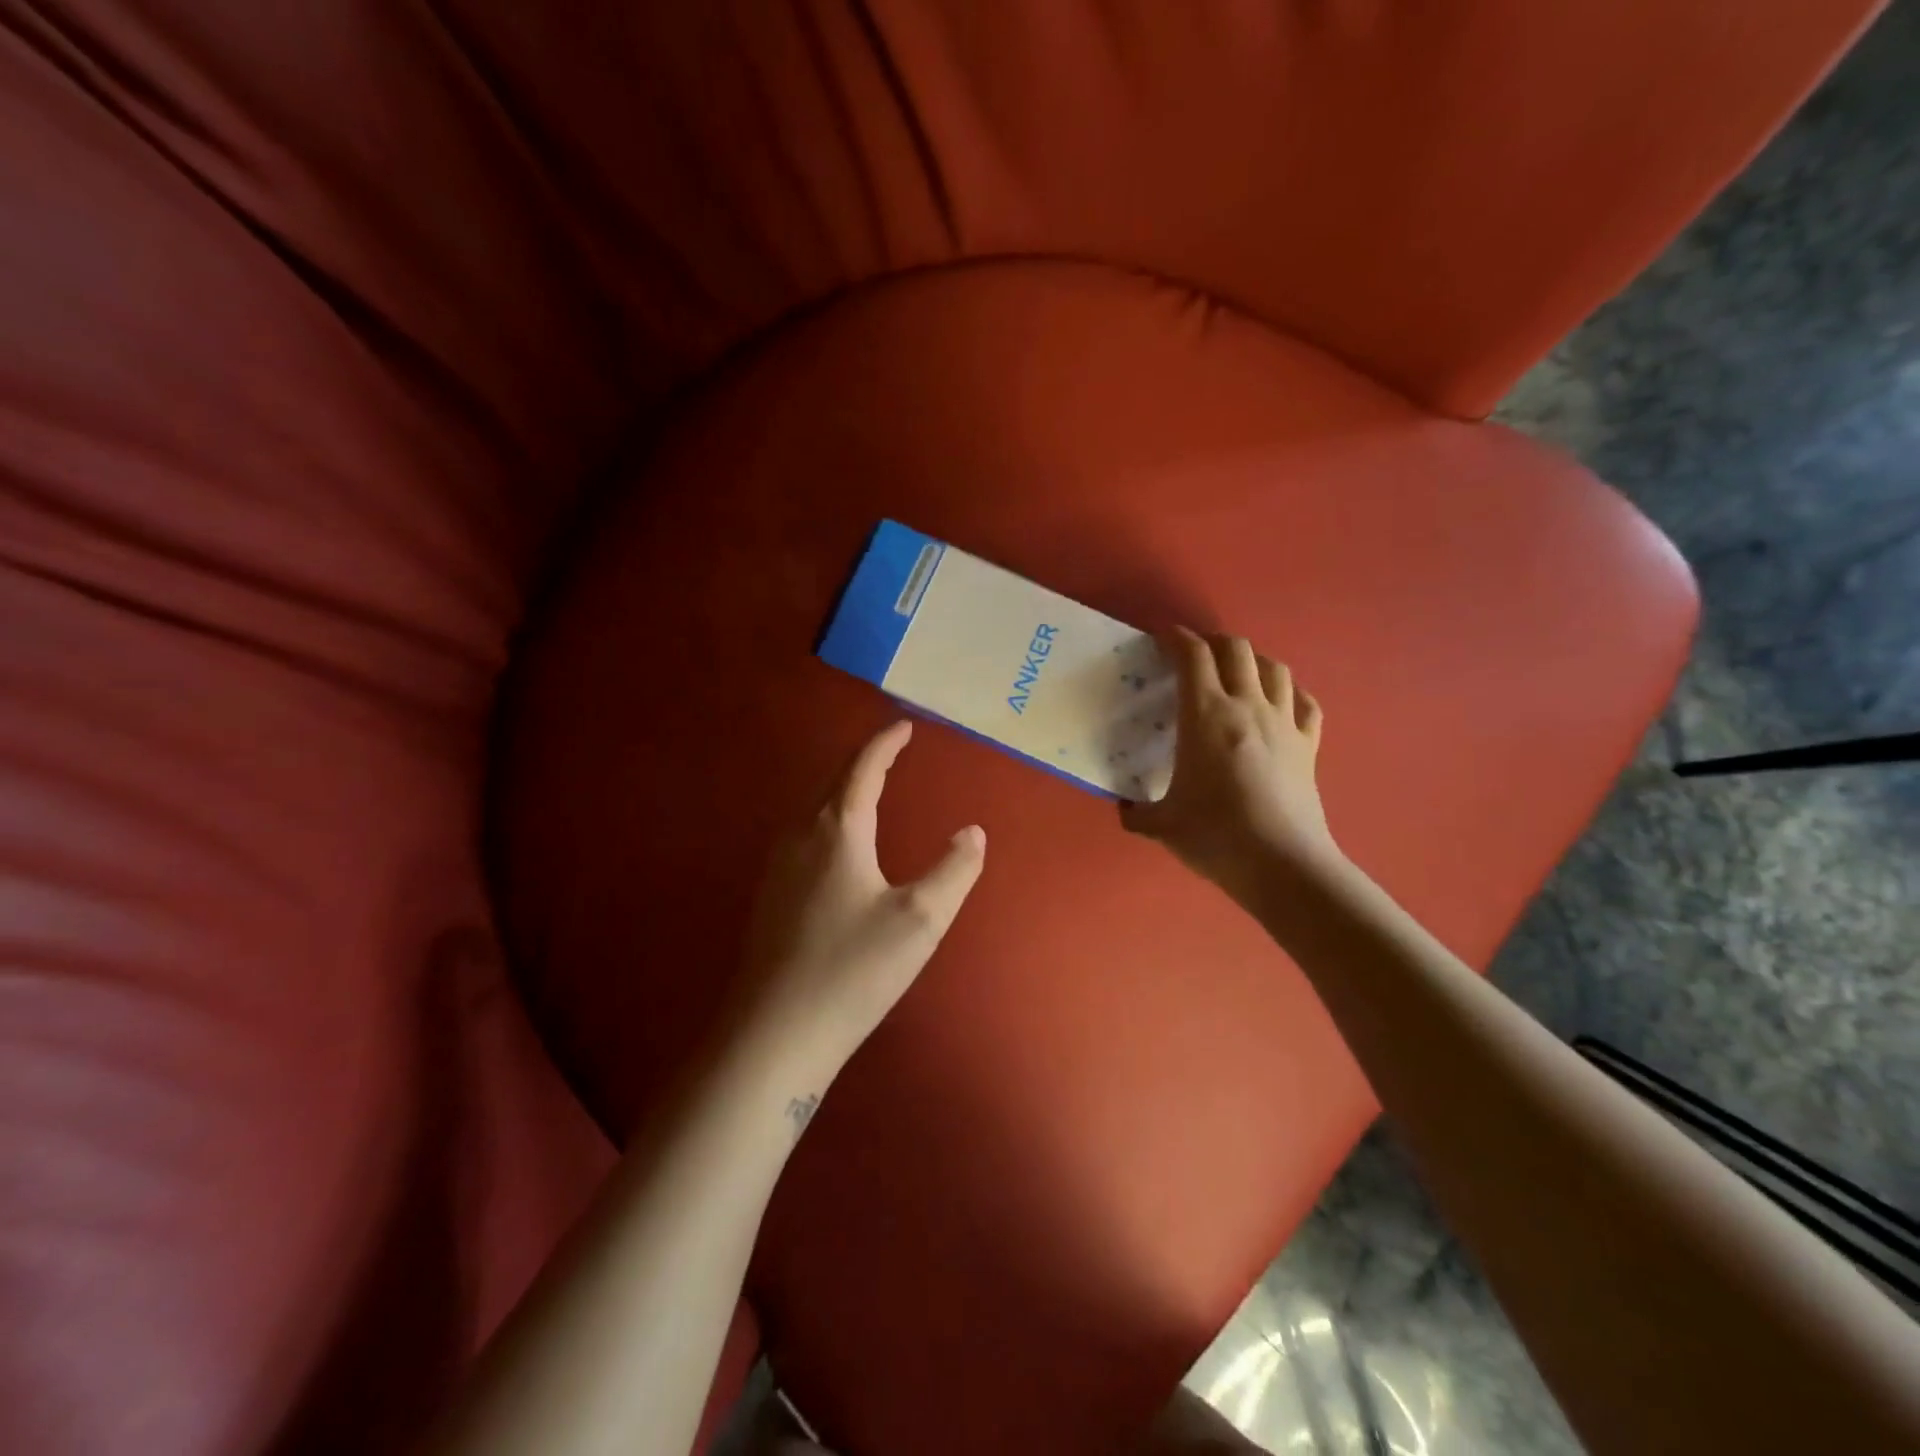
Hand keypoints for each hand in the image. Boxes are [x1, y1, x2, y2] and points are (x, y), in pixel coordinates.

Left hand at [735, 721, 985, 1097]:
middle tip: (892, 751)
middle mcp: (801, 836)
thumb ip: (954, 870)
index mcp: (837, 830)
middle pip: (833, 782)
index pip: (863, 769)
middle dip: (864, 761)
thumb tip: (972, 831)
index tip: (904, 726)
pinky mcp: (770, 896)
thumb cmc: (853, 970)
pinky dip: (829, 818)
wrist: (774, 1033)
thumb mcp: (920, 920)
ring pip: (814, 809)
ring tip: (870, 788)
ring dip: (843, 789)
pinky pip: (804, 835)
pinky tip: (837, 844)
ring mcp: (778, 867)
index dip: (885, 743)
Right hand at [1121, 627, 1338, 907]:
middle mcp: (1247, 706)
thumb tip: (1125, 808)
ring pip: (1275, 668)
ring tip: (1238, 671)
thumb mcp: (1160, 825)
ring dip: (1253, 660)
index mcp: (1205, 715)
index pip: (1193, 656)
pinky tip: (1281, 703)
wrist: (1280, 864)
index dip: (1177, 638)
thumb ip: (1136, 813)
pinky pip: (1305, 703)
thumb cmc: (1214, 836)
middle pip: (1236, 649)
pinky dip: (1291, 694)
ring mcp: (1284, 723)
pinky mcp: (1309, 745)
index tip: (1163, 638)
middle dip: (1214, 641)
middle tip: (1197, 654)